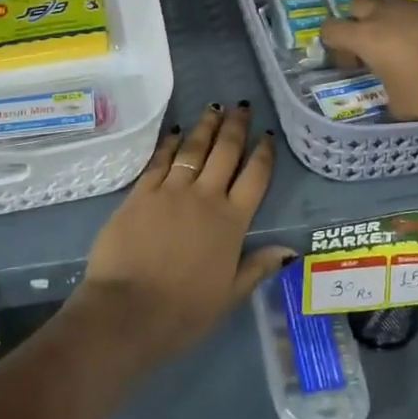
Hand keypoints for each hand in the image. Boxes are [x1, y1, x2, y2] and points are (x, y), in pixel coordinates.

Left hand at [75, 103, 293, 368]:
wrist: (127, 311)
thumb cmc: (183, 312)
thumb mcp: (229, 296)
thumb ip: (257, 267)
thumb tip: (290, 250)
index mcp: (231, 222)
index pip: (255, 178)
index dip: (263, 154)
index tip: (267, 135)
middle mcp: (205, 197)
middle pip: (225, 152)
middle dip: (235, 127)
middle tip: (242, 106)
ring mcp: (171, 190)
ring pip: (194, 148)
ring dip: (206, 126)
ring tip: (214, 107)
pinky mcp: (142, 192)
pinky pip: (160, 160)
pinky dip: (171, 143)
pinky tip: (177, 131)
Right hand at [319, 0, 417, 120]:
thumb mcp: (403, 106)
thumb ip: (390, 99)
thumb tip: (393, 100)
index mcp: (366, 37)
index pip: (330, 29)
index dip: (333, 44)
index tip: (351, 62)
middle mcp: (385, 15)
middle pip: (356, 5)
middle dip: (357, 21)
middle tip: (371, 45)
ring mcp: (415, 6)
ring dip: (386, 14)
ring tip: (400, 37)